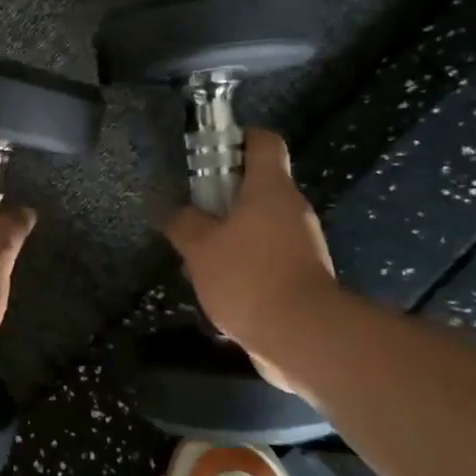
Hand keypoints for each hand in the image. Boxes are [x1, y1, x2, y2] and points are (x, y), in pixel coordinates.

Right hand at [163, 130, 337, 390]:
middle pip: (258, 185)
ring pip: (259, 224)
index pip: (263, 141)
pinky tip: (220, 286)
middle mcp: (292, 208)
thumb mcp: (200, 248)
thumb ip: (183, 223)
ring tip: (199, 258)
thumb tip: (171, 211)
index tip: (209, 155)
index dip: (237, 139)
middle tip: (192, 215)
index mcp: (270, 188)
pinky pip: (267, 256)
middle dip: (222, 197)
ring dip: (229, 235)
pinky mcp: (302, 275)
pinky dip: (244, 263)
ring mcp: (302, 243)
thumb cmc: (249, 276)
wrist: (304, 337)